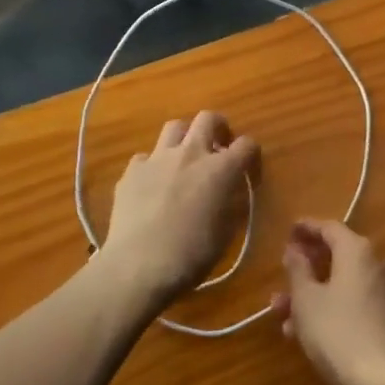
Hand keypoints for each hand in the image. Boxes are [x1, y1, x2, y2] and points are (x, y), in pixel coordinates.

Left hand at [100, 112, 258, 308]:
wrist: (138, 266)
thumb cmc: (191, 255)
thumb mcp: (226, 232)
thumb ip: (231, 202)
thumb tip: (230, 191)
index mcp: (221, 169)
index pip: (247, 145)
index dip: (251, 155)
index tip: (249, 171)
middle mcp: (191, 153)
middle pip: (208, 118)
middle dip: (218, 128)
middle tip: (218, 147)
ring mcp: (158, 158)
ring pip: (175, 127)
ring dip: (184, 138)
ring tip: (184, 159)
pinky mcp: (132, 170)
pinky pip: (146, 157)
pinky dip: (153, 165)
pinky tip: (152, 185)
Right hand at [274, 220, 384, 384]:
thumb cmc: (338, 332)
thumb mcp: (306, 300)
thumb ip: (298, 269)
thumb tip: (294, 249)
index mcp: (357, 250)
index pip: (329, 227)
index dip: (306, 228)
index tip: (288, 230)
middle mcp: (376, 264)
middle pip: (336, 256)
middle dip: (305, 267)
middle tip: (281, 275)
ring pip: (341, 284)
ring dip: (312, 294)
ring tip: (281, 315)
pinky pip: (353, 304)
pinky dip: (330, 309)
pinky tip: (305, 333)